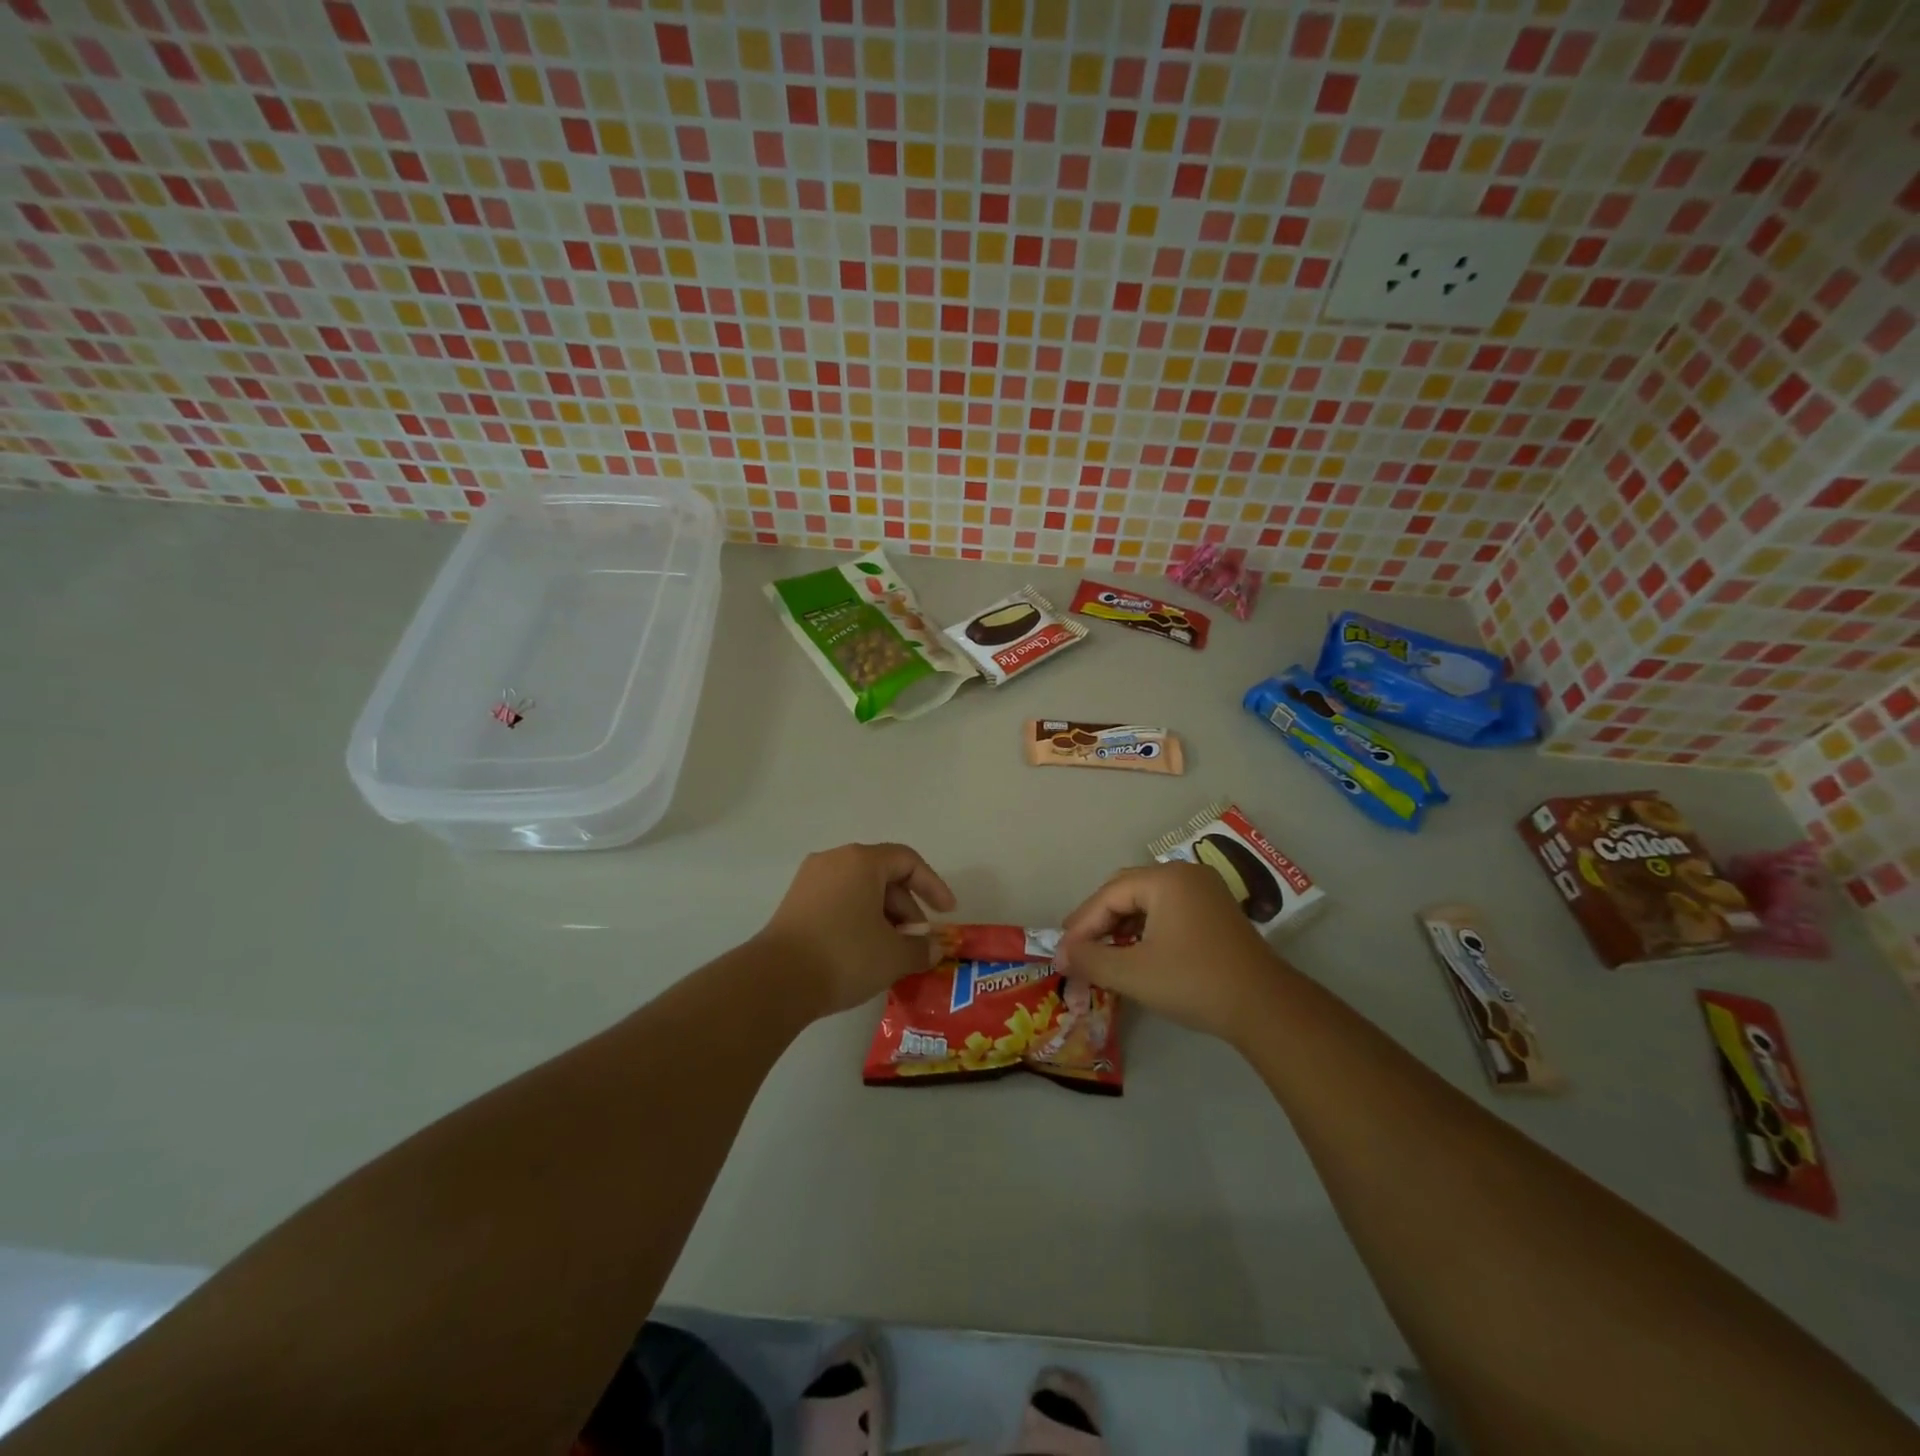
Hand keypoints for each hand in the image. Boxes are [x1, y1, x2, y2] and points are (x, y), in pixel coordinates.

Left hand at [756, 843, 955, 1016]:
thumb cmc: (845, 956)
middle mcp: (834, 860)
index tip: (947, 913)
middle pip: (883, 875)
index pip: (908, 861)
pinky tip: (864, 952)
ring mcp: (809, 880)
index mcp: (861, 861)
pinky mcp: (794, 903)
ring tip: (892, 952)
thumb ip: (921, 948)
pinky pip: (838, 902)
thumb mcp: (894, 955)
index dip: (933, 885)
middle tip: (917, 941)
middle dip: (907, 908)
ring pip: (860, 890)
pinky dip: (858, 920)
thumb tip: (934, 948)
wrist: (776, 981)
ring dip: (883, 917)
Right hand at [1056, 861, 1285, 1041]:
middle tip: (1076, 949)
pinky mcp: (1216, 912)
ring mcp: (1205, 892)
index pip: (1109, 895)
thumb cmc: (1194, 983)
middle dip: (1098, 921)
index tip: (1061, 953)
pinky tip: (1135, 953)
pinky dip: (1146, 929)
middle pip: (1126, 891)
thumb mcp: (1133, 974)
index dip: (1081, 925)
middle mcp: (1185, 875)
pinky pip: (1168, 910)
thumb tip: (1061, 955)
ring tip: (1101, 954)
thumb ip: (1091, 960)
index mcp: (1166, 879)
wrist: (1266, 1008)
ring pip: (1147, 901)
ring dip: (1121, 926)